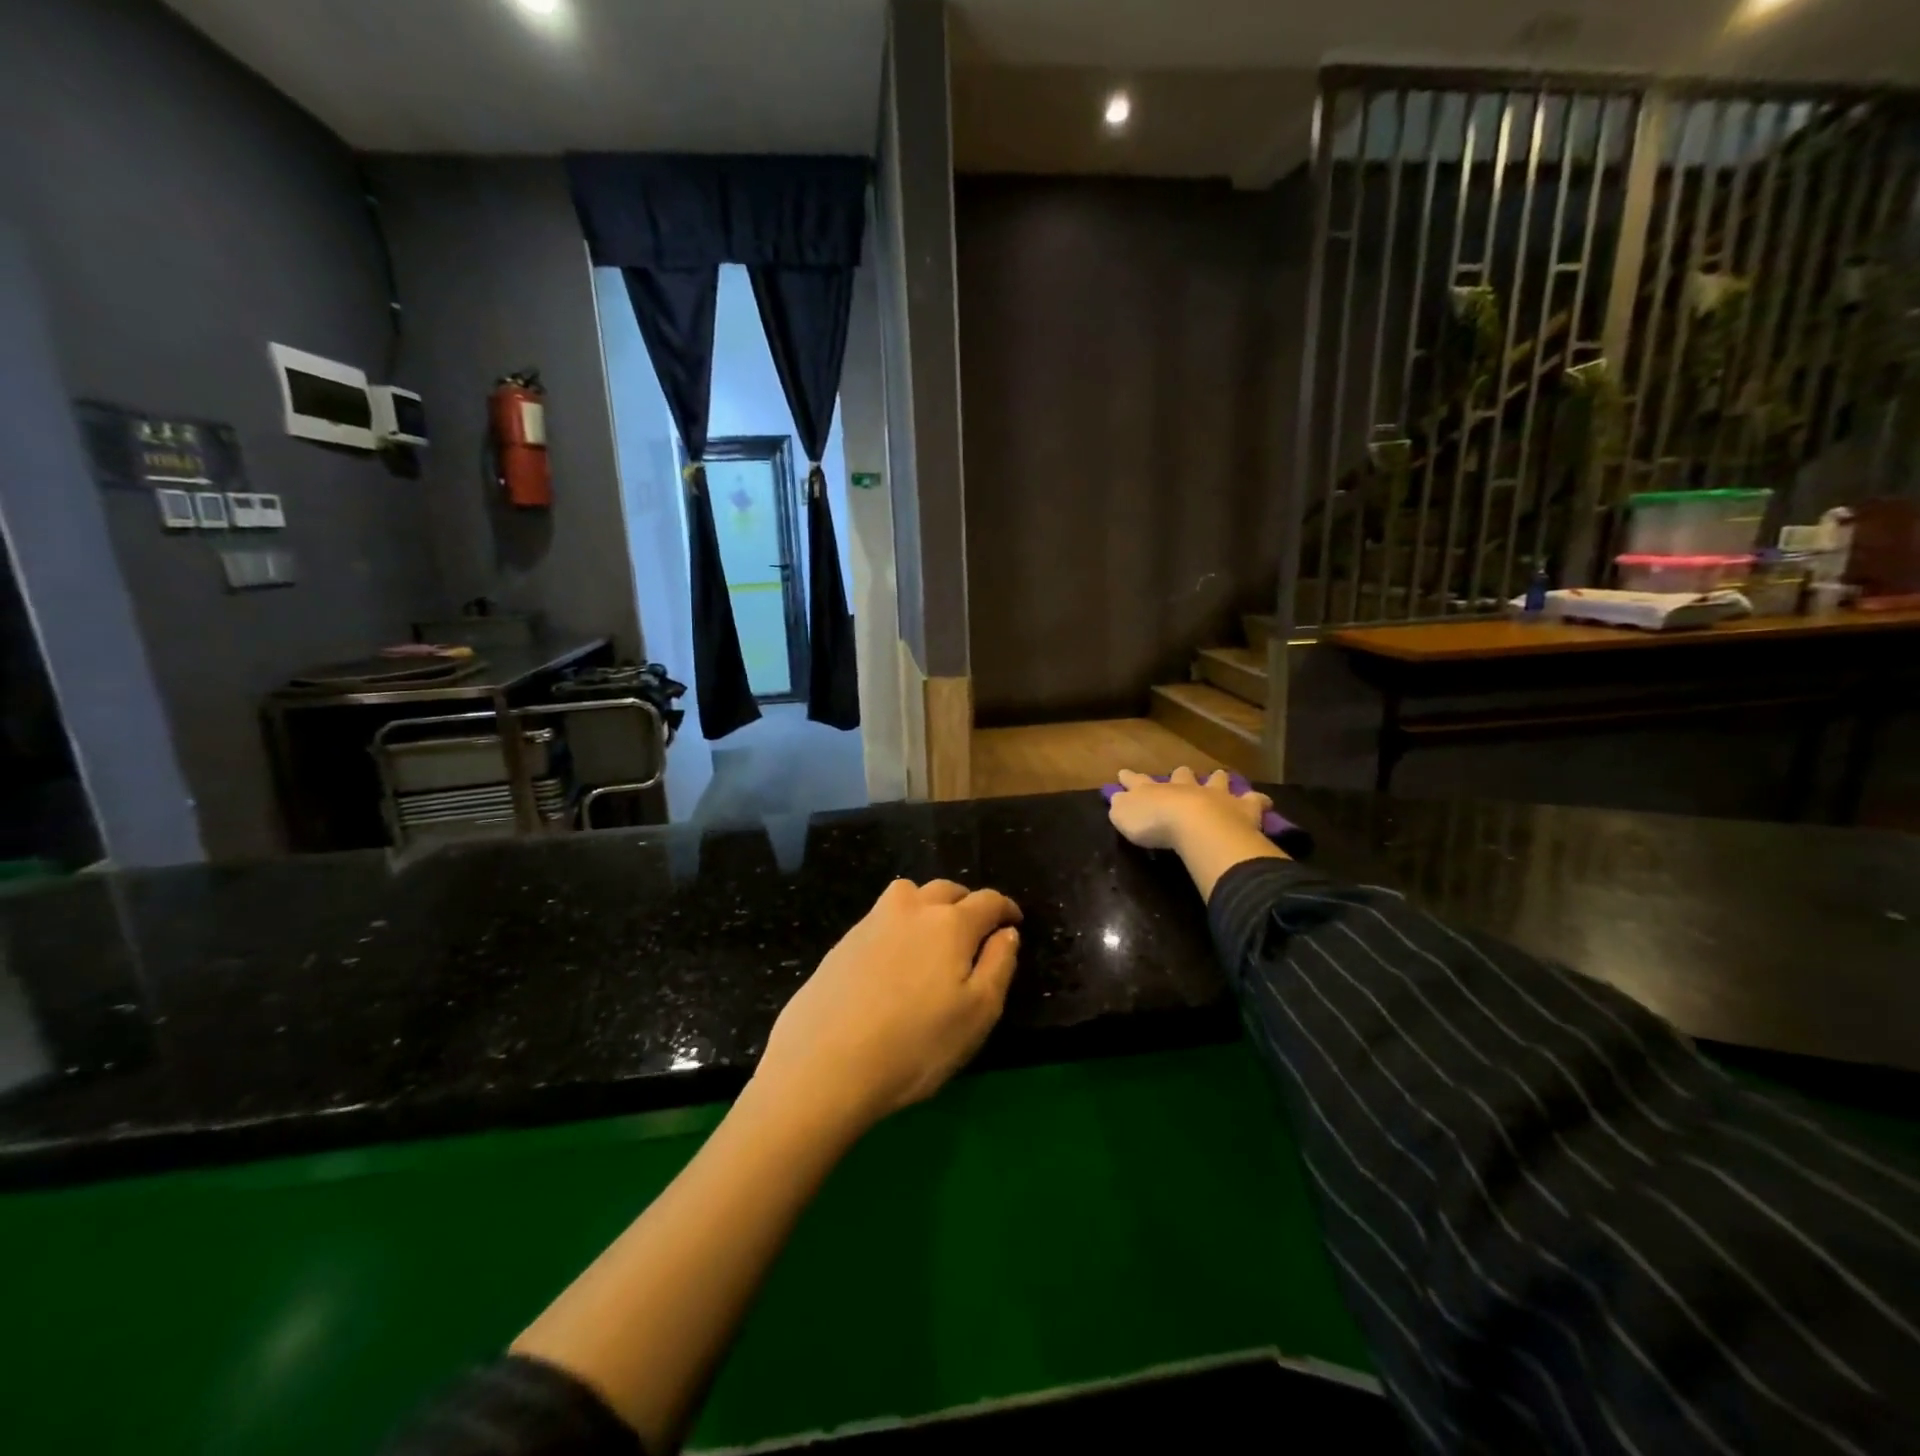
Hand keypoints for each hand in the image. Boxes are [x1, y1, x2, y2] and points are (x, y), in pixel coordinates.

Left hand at [753, 879, 1022, 1132]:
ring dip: (929, 905)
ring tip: (933, 935)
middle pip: (947, 890)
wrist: (824, 1064)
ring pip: (909, 895)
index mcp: (950, 923)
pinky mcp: (843, 941)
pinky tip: (895, 958)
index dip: (1006, 908)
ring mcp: (872, 921)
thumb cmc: (915, 1045)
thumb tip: (1007, 932)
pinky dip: (899, 925)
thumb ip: (999, 965)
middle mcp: (911, 909)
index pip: (987, 901)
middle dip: (967, 903)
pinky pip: (882, 917)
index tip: (1015, 920)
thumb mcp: (978, 1014)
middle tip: (976, 930)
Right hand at [1107, 766, 1272, 851]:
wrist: (1195, 826)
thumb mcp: (1124, 817)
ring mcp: (1214, 795)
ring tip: (1220, 776)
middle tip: (1181, 772)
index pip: (1137, 781)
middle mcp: (1184, 787)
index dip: (1130, 778)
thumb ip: (1120, 806)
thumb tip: (1117, 798)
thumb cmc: (1155, 824)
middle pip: (1181, 775)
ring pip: (1216, 781)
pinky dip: (1257, 800)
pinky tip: (1263, 801)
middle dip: (1180, 774)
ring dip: (1217, 779)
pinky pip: (1252, 800)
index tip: (1124, 773)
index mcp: (1153, 790)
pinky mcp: (1241, 808)